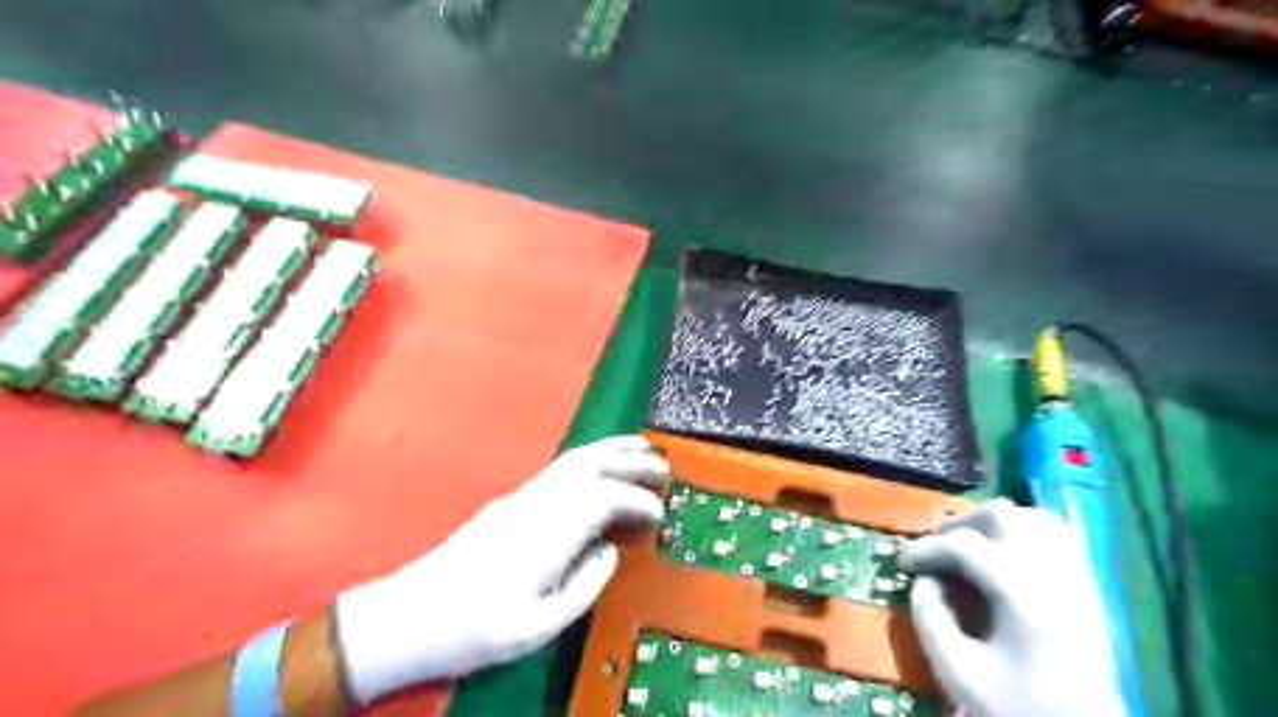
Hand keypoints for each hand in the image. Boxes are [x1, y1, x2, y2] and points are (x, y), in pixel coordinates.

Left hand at [334, 435, 669, 701]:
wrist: (410, 616)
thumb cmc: (475, 629)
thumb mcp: (537, 627)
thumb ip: (584, 586)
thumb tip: (609, 549)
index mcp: (546, 534)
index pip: (604, 499)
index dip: (637, 500)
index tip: (660, 513)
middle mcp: (536, 504)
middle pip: (590, 466)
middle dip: (629, 460)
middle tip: (663, 465)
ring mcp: (520, 498)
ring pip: (572, 461)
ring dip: (609, 451)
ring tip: (639, 449)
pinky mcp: (510, 501)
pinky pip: (559, 470)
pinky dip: (588, 461)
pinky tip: (598, 471)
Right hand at [902, 498, 1121, 716]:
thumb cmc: (1018, 707)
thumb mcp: (958, 673)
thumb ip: (931, 620)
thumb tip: (923, 582)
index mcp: (1022, 595)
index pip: (965, 545)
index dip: (926, 548)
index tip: (903, 563)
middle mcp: (1053, 576)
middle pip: (1002, 515)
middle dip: (959, 523)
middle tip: (936, 546)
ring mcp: (1077, 581)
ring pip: (1036, 518)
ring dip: (996, 522)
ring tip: (971, 543)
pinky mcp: (1089, 591)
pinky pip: (1060, 538)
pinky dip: (1027, 532)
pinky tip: (1007, 555)